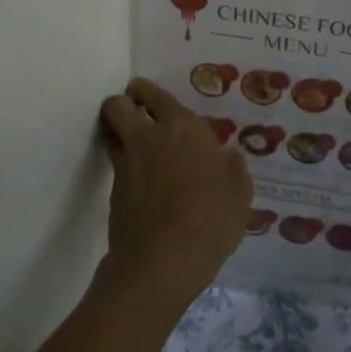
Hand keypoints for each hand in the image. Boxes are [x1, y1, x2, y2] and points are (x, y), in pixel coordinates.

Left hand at [98, 77, 252, 310]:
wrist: (164, 260)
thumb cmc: (211, 218)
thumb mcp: (239, 191)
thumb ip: (231, 166)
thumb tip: (224, 156)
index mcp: (183, 128)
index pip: (156, 95)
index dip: (147, 92)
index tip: (148, 94)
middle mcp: (149, 136)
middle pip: (118, 105)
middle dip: (123, 103)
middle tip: (136, 111)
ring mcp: (126, 163)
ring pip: (111, 132)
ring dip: (118, 131)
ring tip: (135, 142)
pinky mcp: (114, 191)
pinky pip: (116, 164)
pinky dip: (124, 164)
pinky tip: (142, 179)